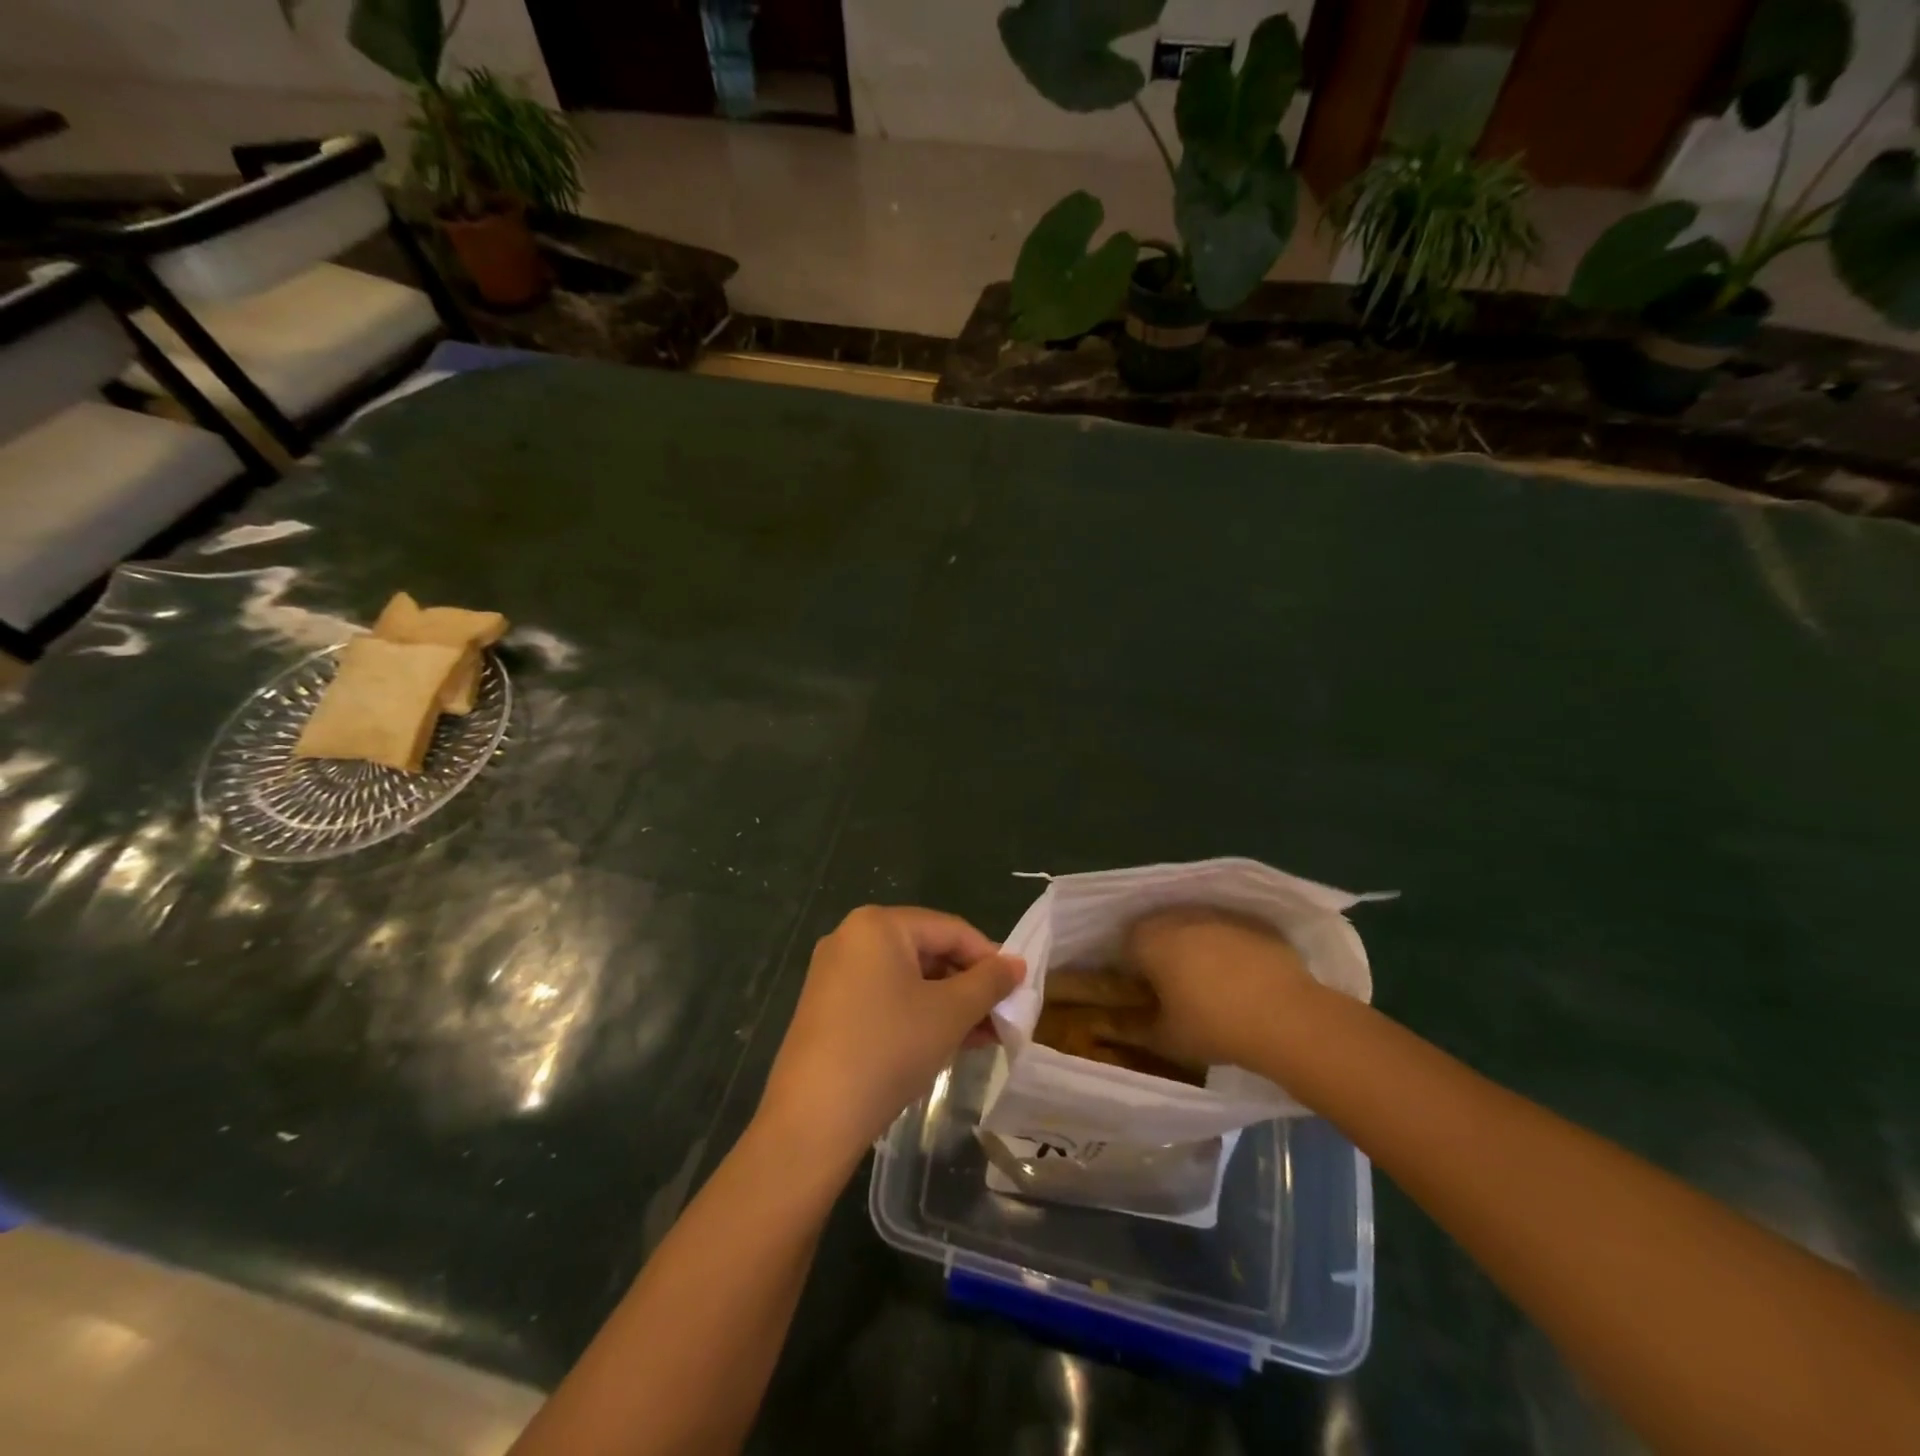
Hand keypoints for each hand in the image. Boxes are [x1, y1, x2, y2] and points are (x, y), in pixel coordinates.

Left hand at [756, 906, 1024, 1168]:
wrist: (814, 1119)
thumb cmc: (889, 1049)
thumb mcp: (950, 1013)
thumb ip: (989, 982)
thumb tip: (1016, 964)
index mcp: (878, 924)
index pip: (950, 929)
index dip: (990, 957)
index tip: (1017, 988)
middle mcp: (851, 937)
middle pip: (928, 951)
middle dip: (969, 985)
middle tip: (1002, 1017)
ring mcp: (835, 973)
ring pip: (908, 978)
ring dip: (948, 1004)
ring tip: (983, 1036)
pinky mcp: (828, 1007)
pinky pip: (885, 997)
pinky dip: (918, 1014)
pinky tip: (946, 1043)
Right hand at [1122, 906, 1316, 1070]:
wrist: (1287, 1017)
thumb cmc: (1214, 1026)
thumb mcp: (1165, 1038)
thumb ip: (1135, 1027)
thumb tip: (1116, 1025)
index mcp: (1149, 938)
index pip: (1125, 945)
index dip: (1131, 970)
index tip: (1144, 994)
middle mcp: (1178, 915)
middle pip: (1158, 930)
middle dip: (1161, 953)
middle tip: (1173, 989)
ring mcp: (1217, 914)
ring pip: (1193, 927)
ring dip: (1193, 947)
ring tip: (1209, 983)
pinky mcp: (1251, 921)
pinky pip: (1226, 931)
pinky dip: (1226, 947)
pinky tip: (1240, 977)